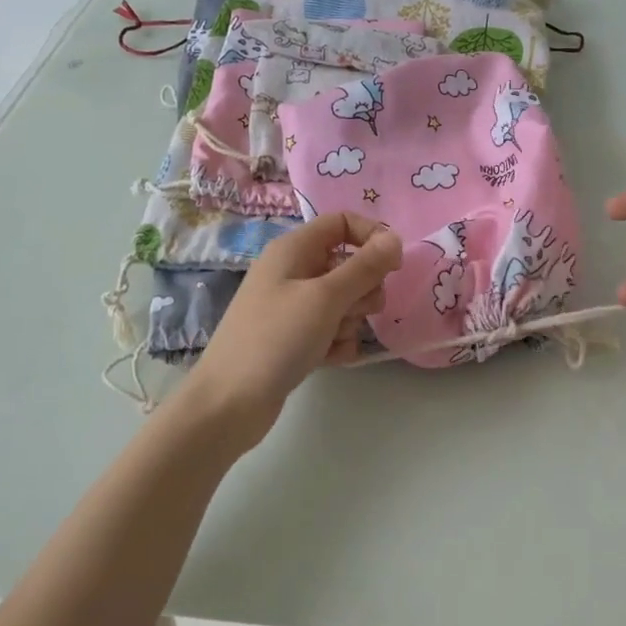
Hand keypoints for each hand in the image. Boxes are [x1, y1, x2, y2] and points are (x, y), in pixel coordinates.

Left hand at [190, 213, 399, 442]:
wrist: (230, 402)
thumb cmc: (276, 339)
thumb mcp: (325, 298)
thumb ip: (364, 267)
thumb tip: (395, 238)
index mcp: (294, 249)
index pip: (342, 223)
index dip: (372, 237)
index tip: (394, 266)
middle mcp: (293, 271)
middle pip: (349, 264)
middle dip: (362, 289)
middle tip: (351, 311)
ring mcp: (293, 307)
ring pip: (345, 301)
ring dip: (350, 321)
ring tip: (331, 340)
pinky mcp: (296, 338)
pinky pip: (333, 329)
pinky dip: (337, 343)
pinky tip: (328, 359)